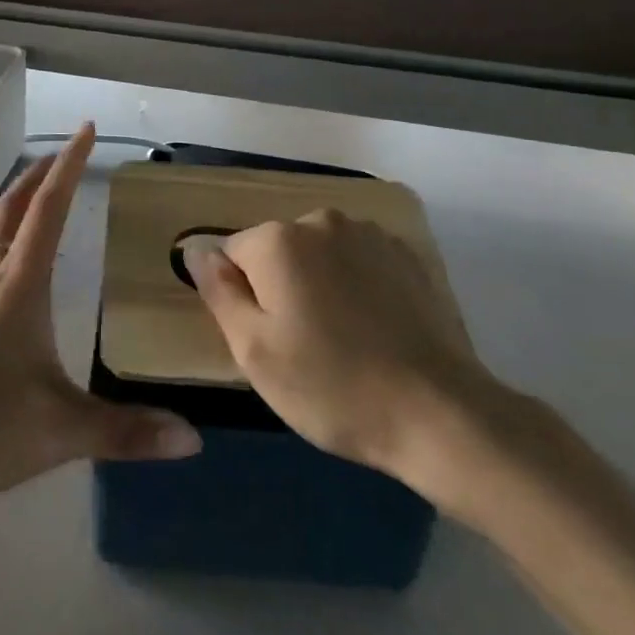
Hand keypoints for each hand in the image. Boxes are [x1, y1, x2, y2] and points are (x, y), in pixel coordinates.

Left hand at [0, 126, 200, 513]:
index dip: (70, 165)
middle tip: (68, 151)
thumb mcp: (56, 432)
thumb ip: (123, 431)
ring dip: (23, 205)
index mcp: (18, 288)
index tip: (87, 129)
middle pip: (14, 209)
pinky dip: (12, 243)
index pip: (48, 210)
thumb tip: (193, 439)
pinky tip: (22, 274)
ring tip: (49, 201)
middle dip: (41, 173)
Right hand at [184, 211, 508, 516]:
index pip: (233, 252)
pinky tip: (373, 328)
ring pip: (320, 253)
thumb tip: (195, 250)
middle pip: (277, 248)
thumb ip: (218, 292)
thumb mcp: (254, 350)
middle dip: (279, 285)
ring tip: (341, 338)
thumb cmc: (331, 386)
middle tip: (301, 344)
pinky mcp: (408, 255)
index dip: (241, 296)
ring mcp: (370, 234)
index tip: (265, 338)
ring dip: (319, 283)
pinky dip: (356, 284)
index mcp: (278, 240)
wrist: (439, 414)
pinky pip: (359, 261)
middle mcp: (322, 221)